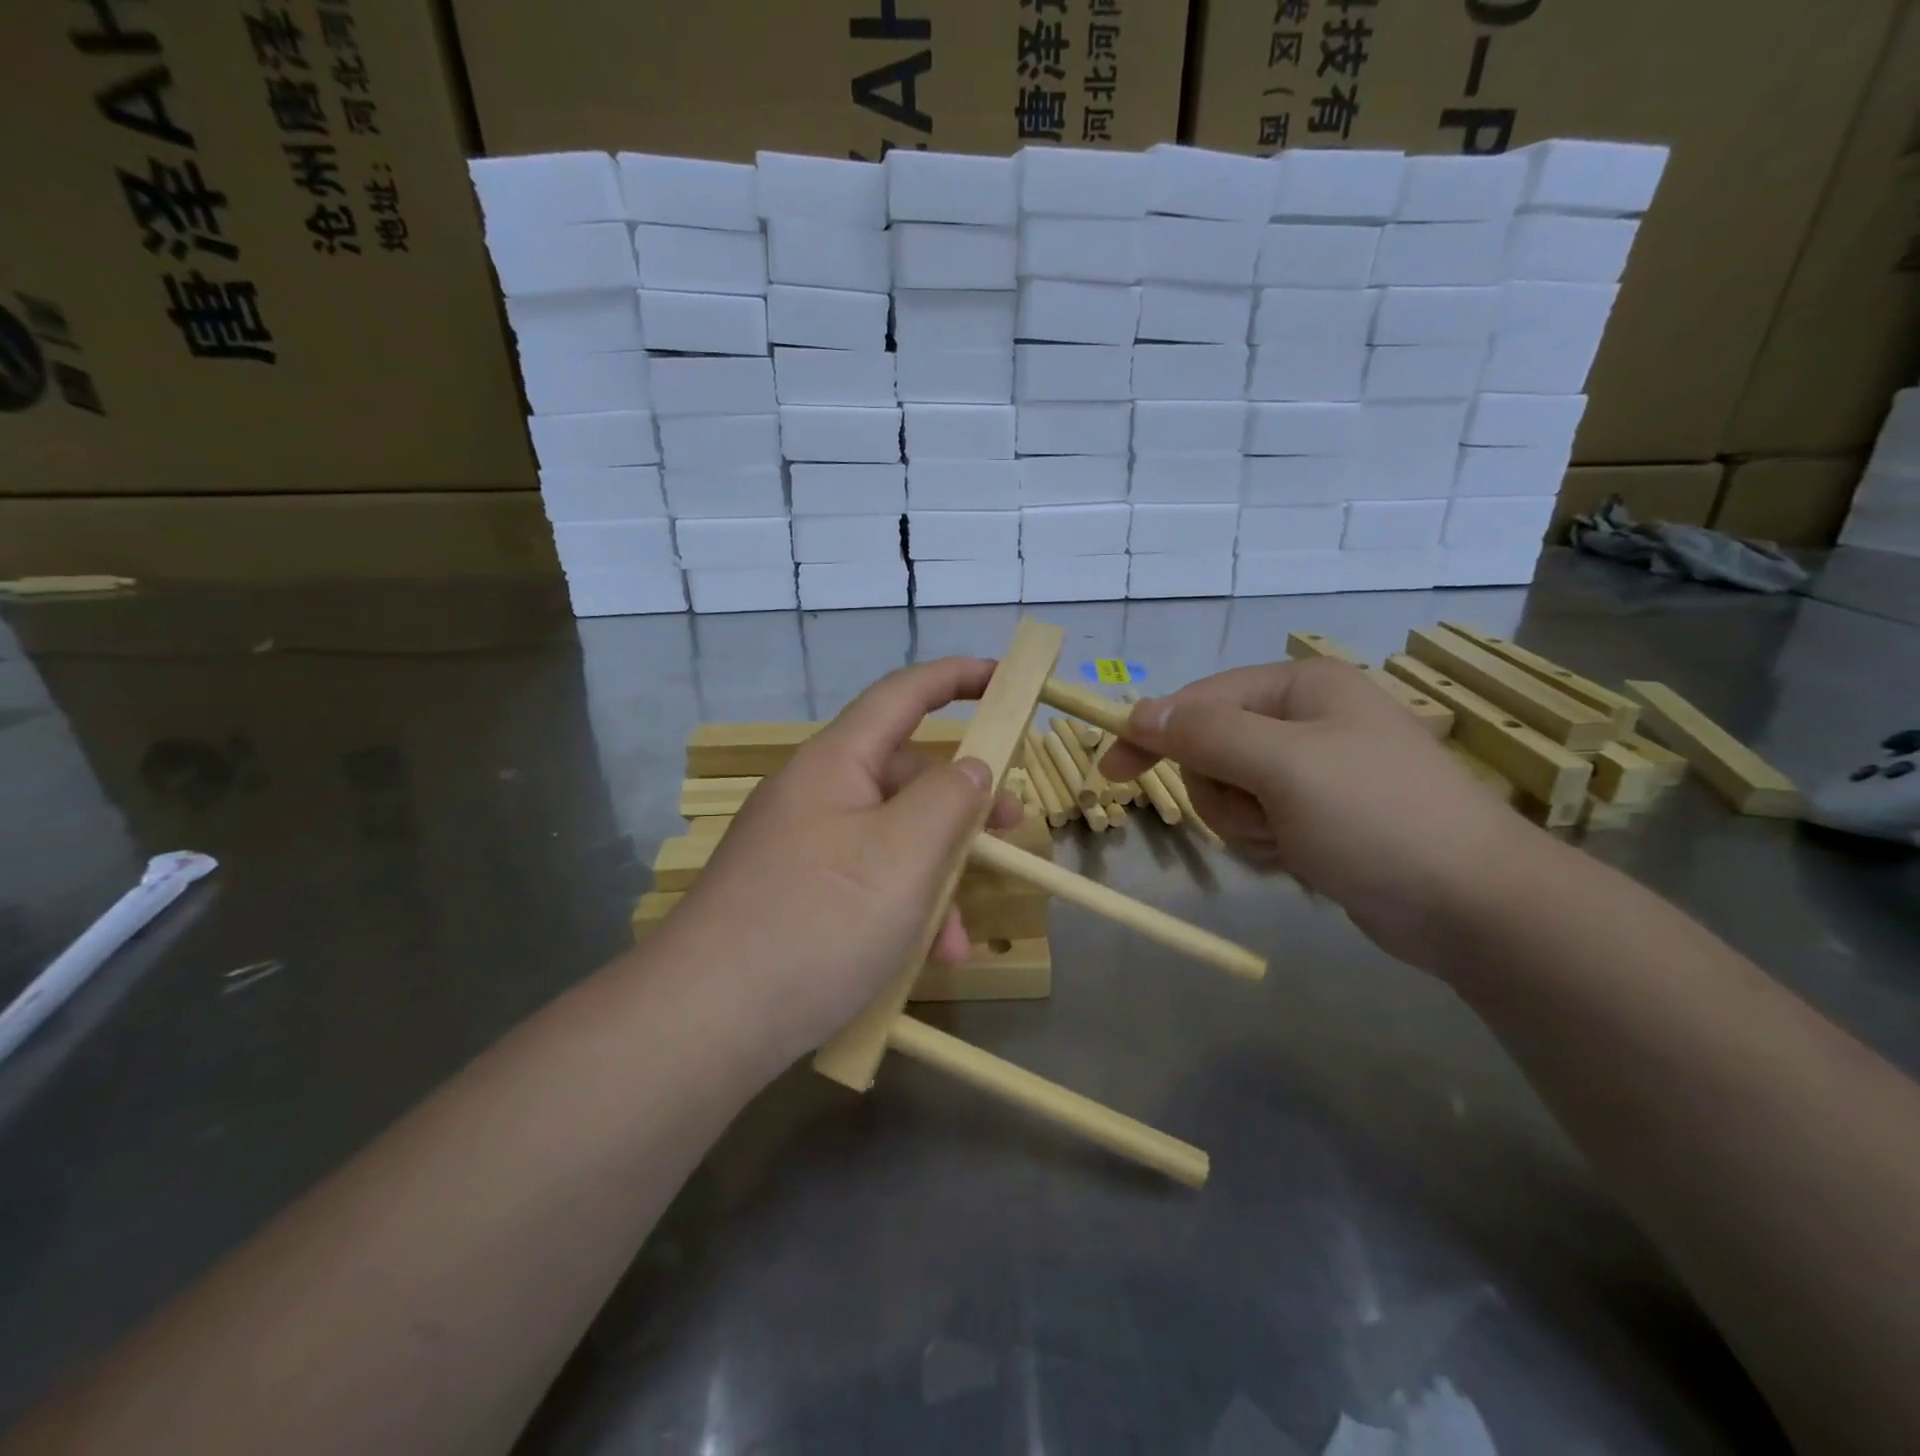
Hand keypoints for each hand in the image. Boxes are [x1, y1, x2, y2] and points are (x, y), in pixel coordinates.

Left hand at [658, 658, 1022, 1066]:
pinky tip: (920, 960)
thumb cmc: (818, 921)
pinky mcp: (792, 897)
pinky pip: (863, 882)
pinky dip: (899, 910)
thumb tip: (972, 767)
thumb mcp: (904, 854)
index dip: (956, 677)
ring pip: (889, 840)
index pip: (902, 695)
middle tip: (1010, 834)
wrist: (703, 1021)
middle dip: (962, 806)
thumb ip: (950, 799)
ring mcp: (799, 848)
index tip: (1004, 679)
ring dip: (934, 879)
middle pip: (903, 776)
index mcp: (836, 763)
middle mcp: (814, 795)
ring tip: (957, 942)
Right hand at [1101, 658, 1541, 970]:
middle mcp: (1305, 721)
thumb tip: (1140, 711)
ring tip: (1292, 842)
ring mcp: (1313, 773)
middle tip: (1261, 815)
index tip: (1111, 771)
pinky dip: (1268, 845)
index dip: (1154, 733)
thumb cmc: (1377, 818)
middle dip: (1223, 792)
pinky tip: (1305, 860)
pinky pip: (1257, 823)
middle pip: (1212, 751)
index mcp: (1301, 688)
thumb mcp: (1283, 766)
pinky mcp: (1319, 818)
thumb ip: (1205, 733)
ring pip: (1229, 794)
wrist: (1474, 906)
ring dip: (1245, 824)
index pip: (1200, 700)